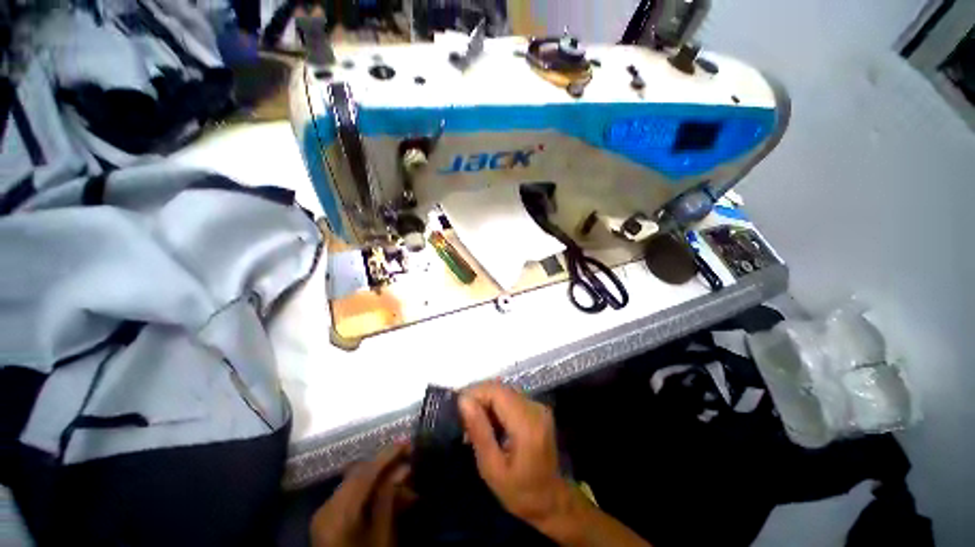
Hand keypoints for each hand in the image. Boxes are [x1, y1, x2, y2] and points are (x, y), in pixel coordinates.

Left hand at [310, 443, 412, 546]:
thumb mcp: (383, 536)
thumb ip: (390, 498)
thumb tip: (403, 468)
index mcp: (340, 513)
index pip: (366, 473)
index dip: (388, 455)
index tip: (407, 443)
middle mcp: (327, 507)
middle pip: (358, 474)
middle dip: (385, 465)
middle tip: (408, 461)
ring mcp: (323, 513)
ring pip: (354, 483)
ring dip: (378, 478)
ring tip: (402, 479)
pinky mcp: (325, 519)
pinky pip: (348, 495)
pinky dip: (367, 490)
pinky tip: (385, 493)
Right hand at [458, 383, 574, 527]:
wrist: (552, 501)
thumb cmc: (520, 493)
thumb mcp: (492, 469)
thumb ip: (479, 431)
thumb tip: (463, 400)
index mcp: (526, 424)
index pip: (496, 392)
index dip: (475, 393)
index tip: (457, 410)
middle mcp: (535, 408)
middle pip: (500, 388)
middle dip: (478, 398)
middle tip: (463, 421)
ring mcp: (538, 407)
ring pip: (504, 391)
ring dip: (486, 402)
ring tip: (473, 425)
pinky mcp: (537, 409)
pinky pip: (511, 398)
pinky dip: (496, 406)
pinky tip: (489, 425)